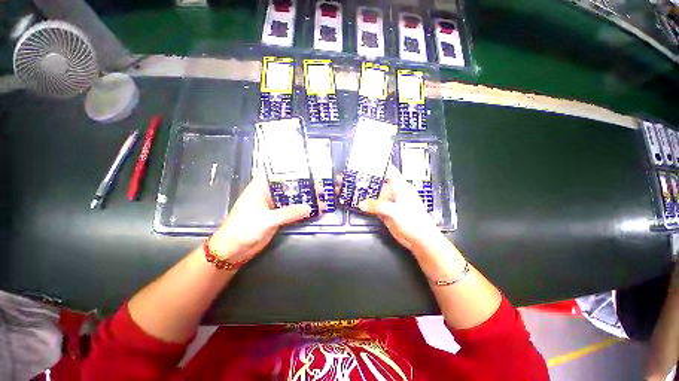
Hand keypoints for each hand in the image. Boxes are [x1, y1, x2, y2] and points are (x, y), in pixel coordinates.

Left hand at [209, 176, 311, 261]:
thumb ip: (288, 213)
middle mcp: (268, 194)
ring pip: (290, 199)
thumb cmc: (243, 228)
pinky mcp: (277, 217)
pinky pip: (291, 211)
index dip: (289, 168)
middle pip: (287, 186)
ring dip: (303, 198)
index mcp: (260, 188)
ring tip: (320, 196)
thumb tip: (308, 208)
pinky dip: (301, 211)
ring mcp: (273, 206)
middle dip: (302, 184)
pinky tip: (312, 210)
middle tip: (319, 183)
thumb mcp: (267, 219)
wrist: (233, 250)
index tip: (305, 167)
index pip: (275, 172)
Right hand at [357, 166, 447, 256]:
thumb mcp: (396, 211)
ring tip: (348, 187)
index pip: (388, 170)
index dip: (378, 165)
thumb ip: (378, 206)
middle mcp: (393, 192)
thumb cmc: (414, 221)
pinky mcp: (384, 212)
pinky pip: (372, 205)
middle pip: (376, 182)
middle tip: (350, 175)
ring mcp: (387, 202)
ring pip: (372, 194)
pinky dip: (364, 204)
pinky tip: (355, 201)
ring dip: (362, 191)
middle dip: (364, 178)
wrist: (419, 239)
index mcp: (399, 186)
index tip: (364, 161)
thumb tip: (361, 203)